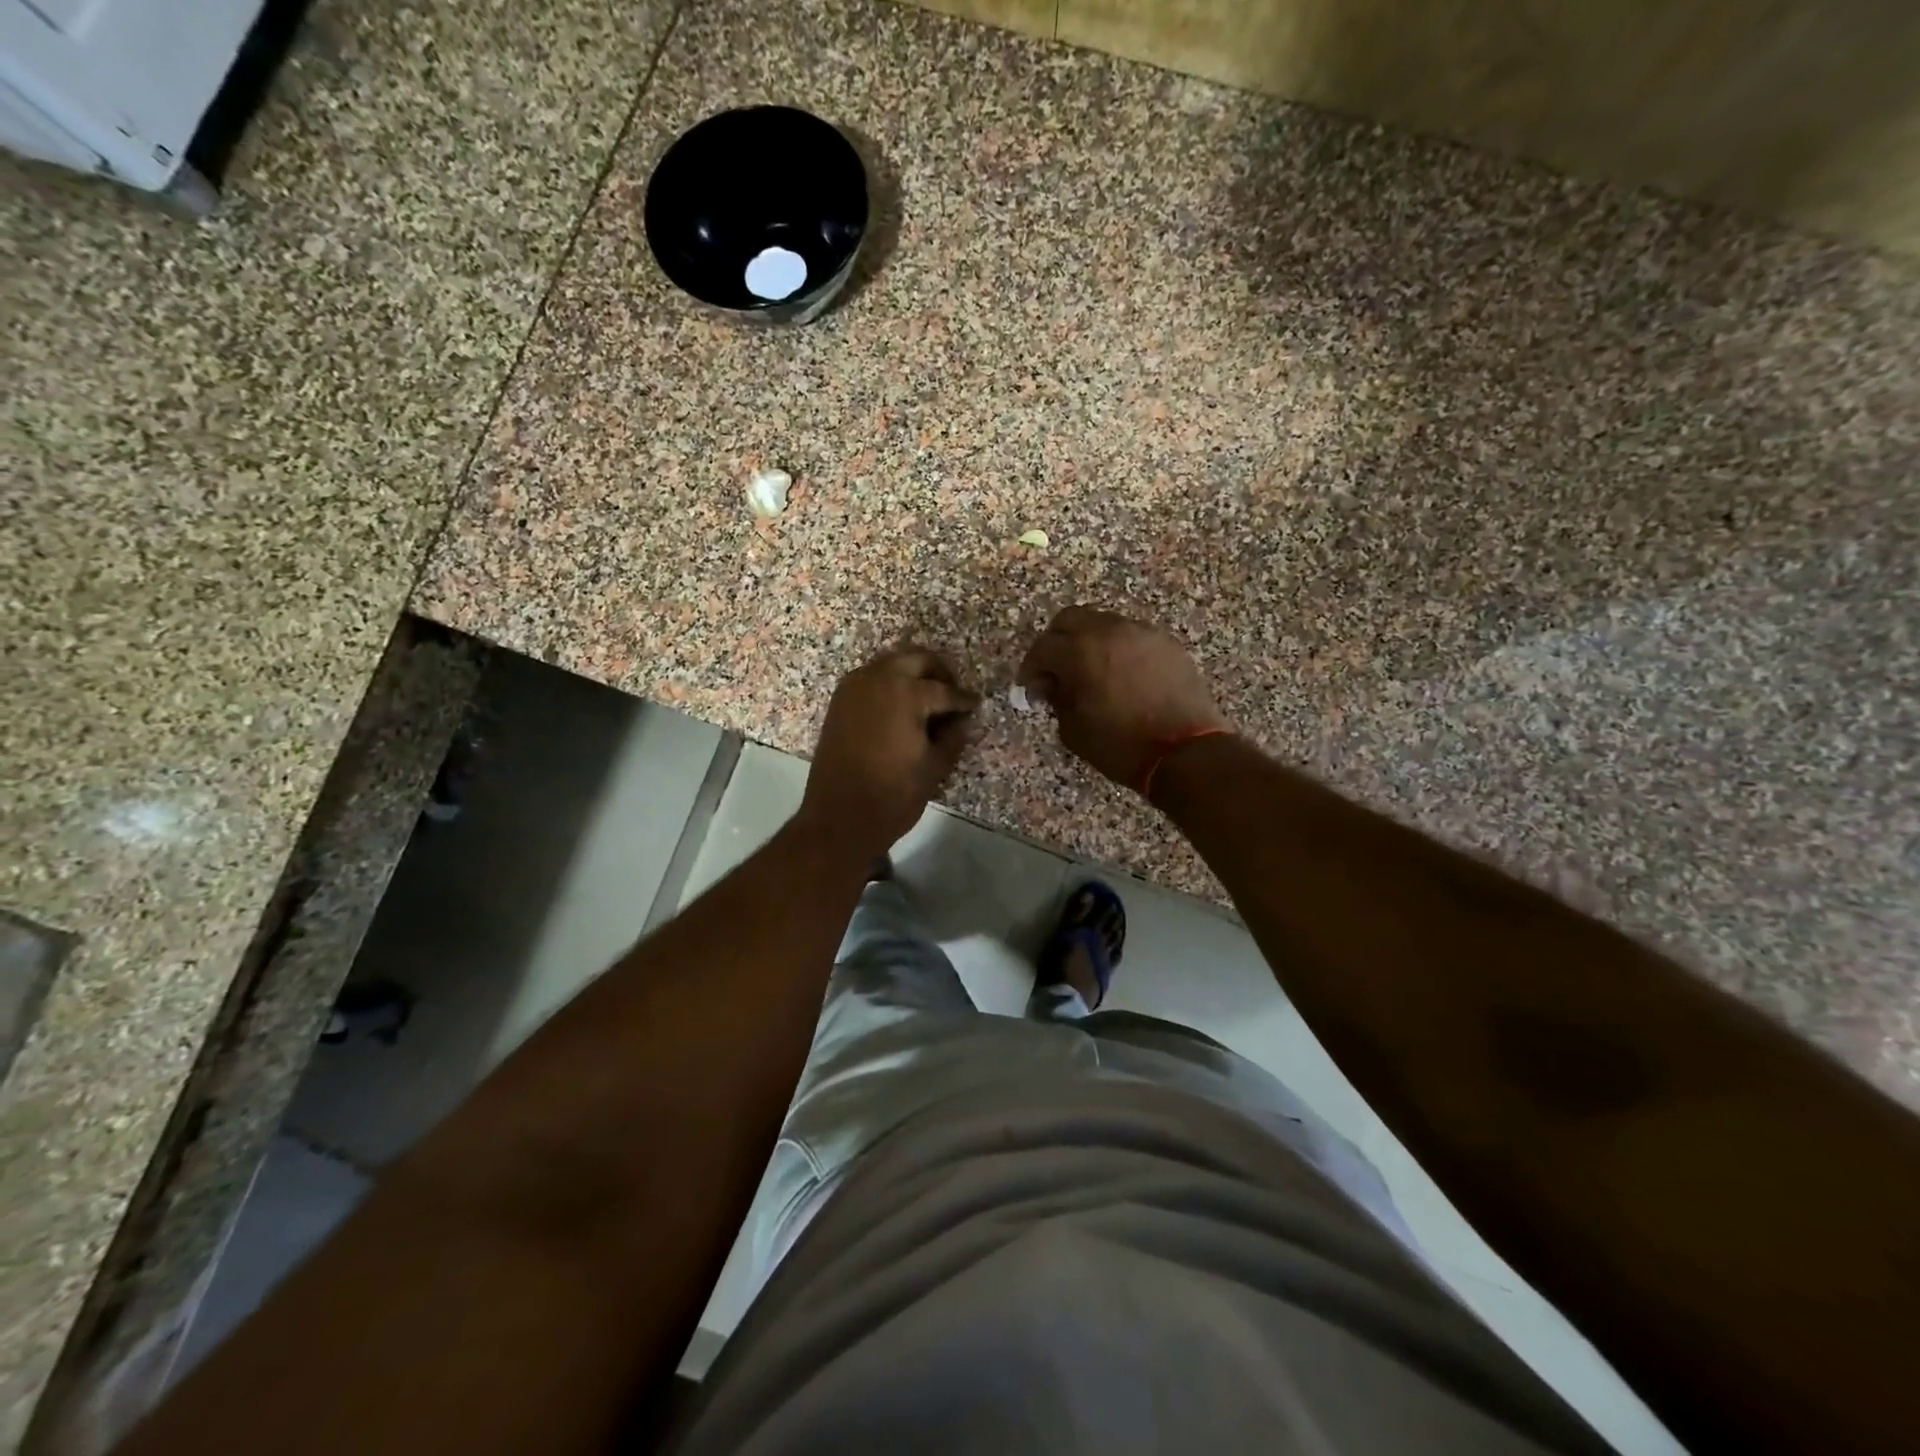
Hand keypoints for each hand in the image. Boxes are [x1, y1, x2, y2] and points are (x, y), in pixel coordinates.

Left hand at [797, 647, 978, 860]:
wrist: (840, 818)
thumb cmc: (894, 795)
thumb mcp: (934, 767)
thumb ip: (953, 736)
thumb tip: (961, 721)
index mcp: (905, 693)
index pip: (943, 690)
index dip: (963, 700)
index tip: (975, 705)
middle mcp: (877, 679)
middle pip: (915, 659)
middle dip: (938, 672)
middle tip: (952, 694)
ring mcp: (854, 688)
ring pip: (891, 664)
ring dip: (912, 675)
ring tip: (929, 702)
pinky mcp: (839, 702)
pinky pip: (871, 680)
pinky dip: (889, 685)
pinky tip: (902, 709)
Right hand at [1018, 607, 1226, 791]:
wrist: (1186, 752)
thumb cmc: (1121, 746)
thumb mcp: (1074, 730)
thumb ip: (1056, 699)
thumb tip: (1049, 685)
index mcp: (1081, 651)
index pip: (1042, 648)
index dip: (1031, 668)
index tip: (1030, 688)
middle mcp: (1110, 630)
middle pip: (1070, 619)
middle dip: (1056, 642)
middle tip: (1055, 671)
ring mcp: (1142, 633)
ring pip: (1102, 623)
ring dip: (1088, 642)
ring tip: (1089, 672)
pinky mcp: (1166, 643)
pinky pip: (1131, 636)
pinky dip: (1117, 648)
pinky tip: (1120, 675)